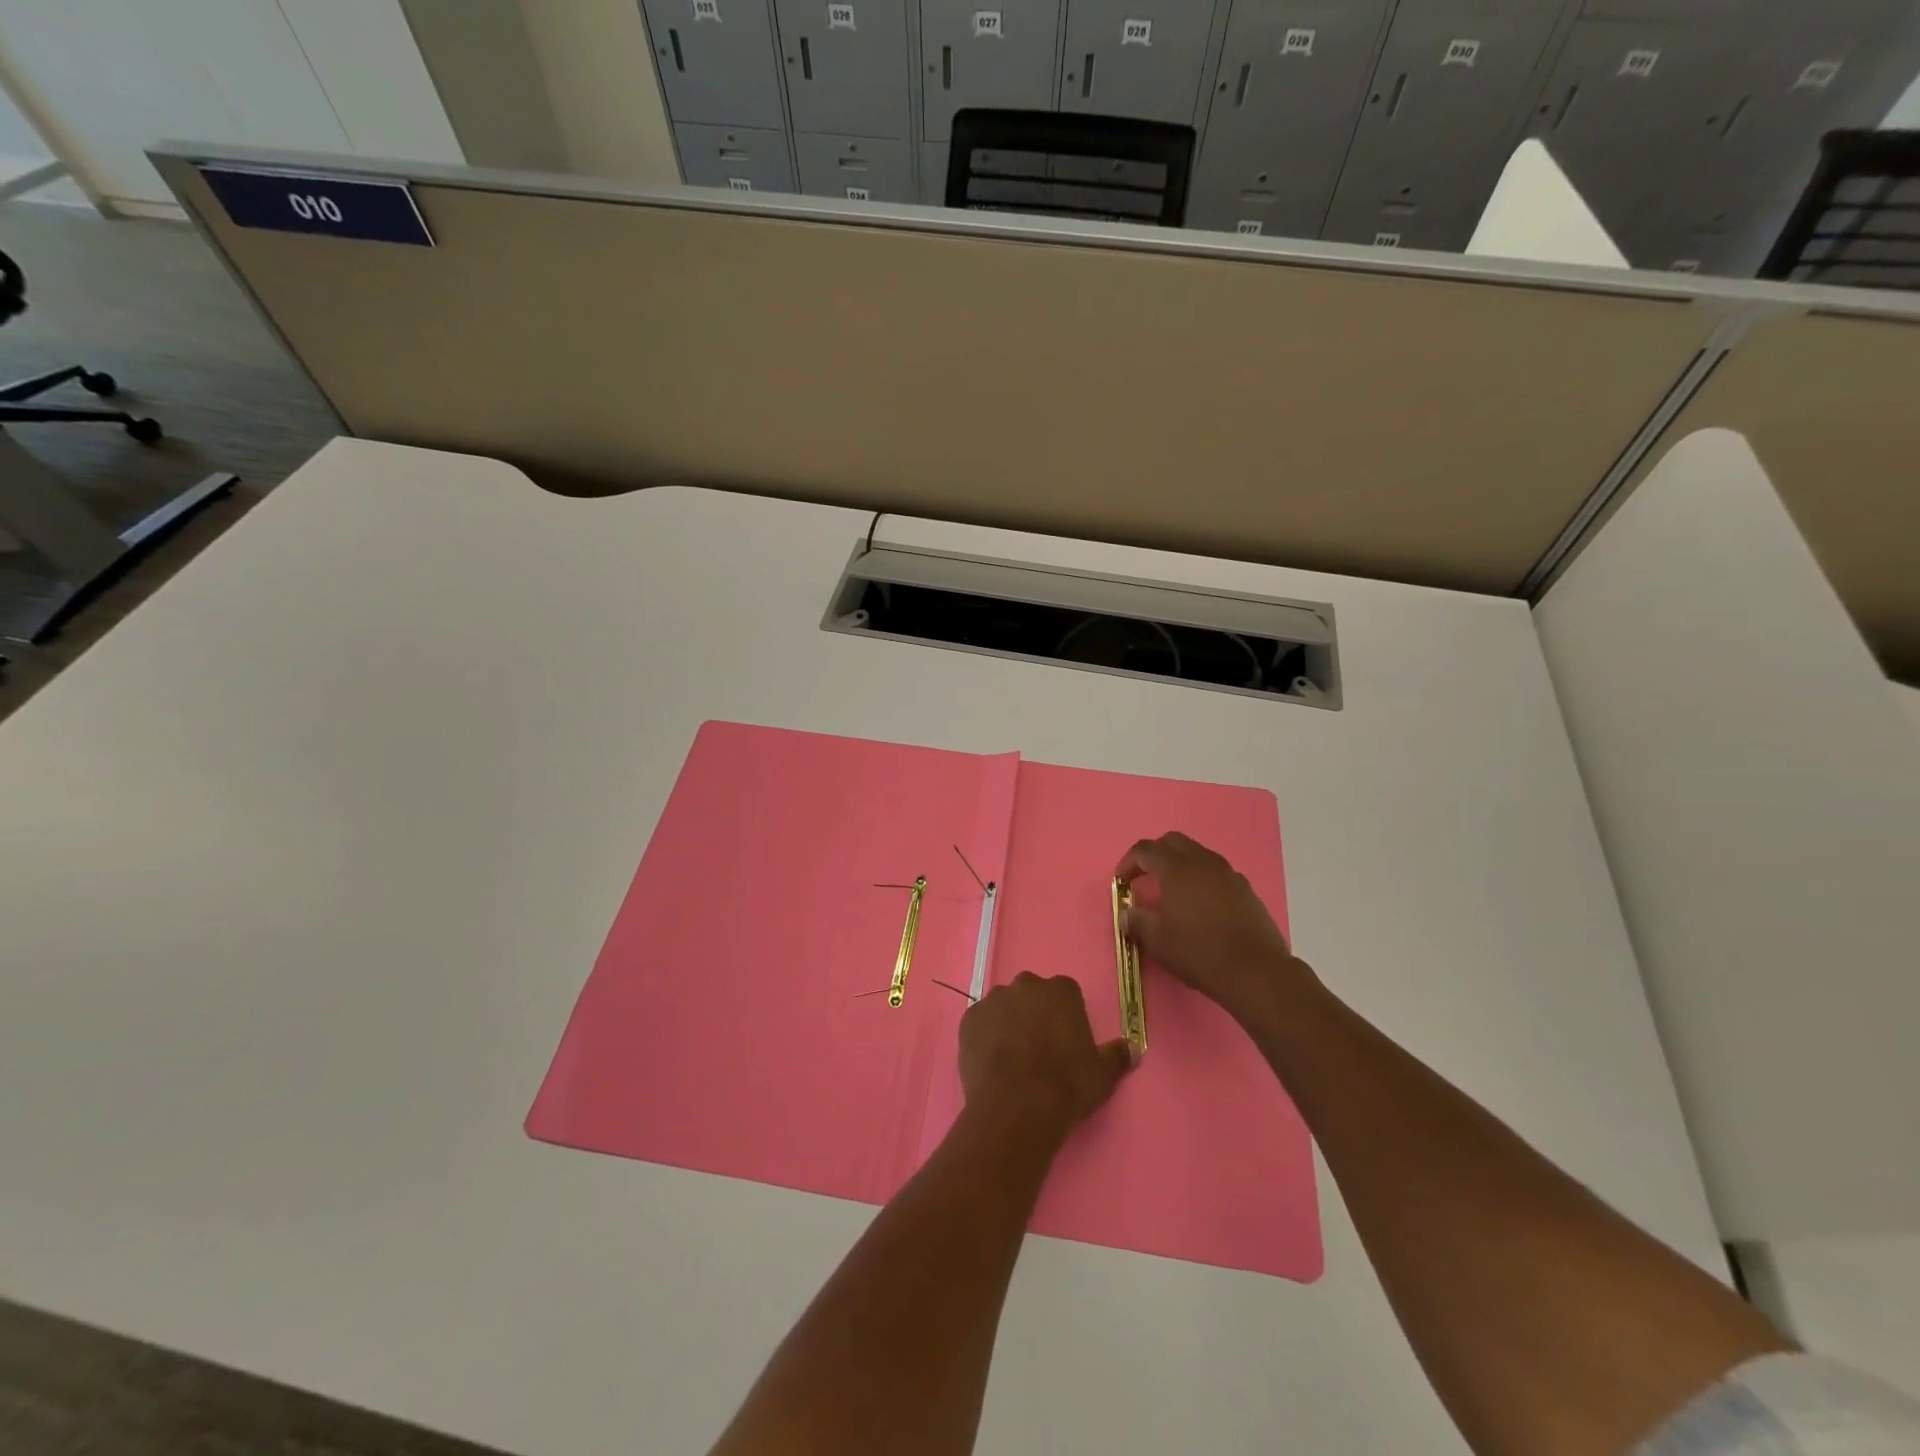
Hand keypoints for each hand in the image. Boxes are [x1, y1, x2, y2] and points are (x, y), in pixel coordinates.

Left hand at [959, 973, 1133, 1145]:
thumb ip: (1117, 1056)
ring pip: (1004, 1006)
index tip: (1065, 1040)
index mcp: (1061, 990)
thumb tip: (1133, 1048)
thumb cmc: (1066, 1086)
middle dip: (1034, 1013)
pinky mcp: (969, 1019)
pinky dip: (984, 1036)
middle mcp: (1025, 985)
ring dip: (1008, 1023)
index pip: (1065, 993)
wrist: (1017, 1107)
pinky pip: (980, 1023)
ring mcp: (993, 999)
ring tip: (1012, 1058)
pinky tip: (991, 1062)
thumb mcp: (1102, 1074)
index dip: (1065, 1016)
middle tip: (1039, 1048)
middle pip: (1032, 994)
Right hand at [1116, 831, 1309, 1019]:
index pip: (1145, 850)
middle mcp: (1203, 862)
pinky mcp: (1246, 889)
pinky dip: (1202, 878)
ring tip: (1173, 891)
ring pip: (1198, 854)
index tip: (1121, 881)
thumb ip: (1138, 922)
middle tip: (1145, 877)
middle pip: (1173, 841)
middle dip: (1154, 854)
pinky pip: (1217, 872)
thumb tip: (1127, 914)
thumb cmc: (1200, 953)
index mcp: (1177, 869)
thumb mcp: (1158, 942)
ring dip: (1180, 864)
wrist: (1256, 972)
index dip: (1128, 862)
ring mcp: (1228, 874)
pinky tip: (1201, 905)